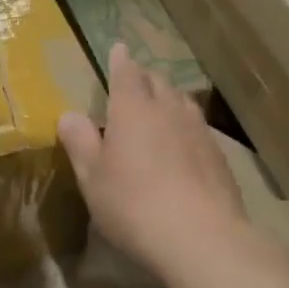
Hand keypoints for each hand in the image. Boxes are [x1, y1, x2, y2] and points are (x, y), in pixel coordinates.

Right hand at [58, 43, 248, 287]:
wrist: (202, 238)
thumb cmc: (134, 203)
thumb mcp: (92, 176)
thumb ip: (80, 141)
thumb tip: (69, 114)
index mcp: (132, 108)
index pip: (126, 72)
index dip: (120, 60)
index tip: (119, 48)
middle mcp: (168, 110)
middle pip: (158, 82)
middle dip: (145, 78)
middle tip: (135, 82)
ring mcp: (198, 131)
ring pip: (182, 102)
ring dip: (169, 99)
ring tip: (160, 108)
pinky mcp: (219, 156)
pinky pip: (199, 128)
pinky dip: (186, 128)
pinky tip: (184, 146)